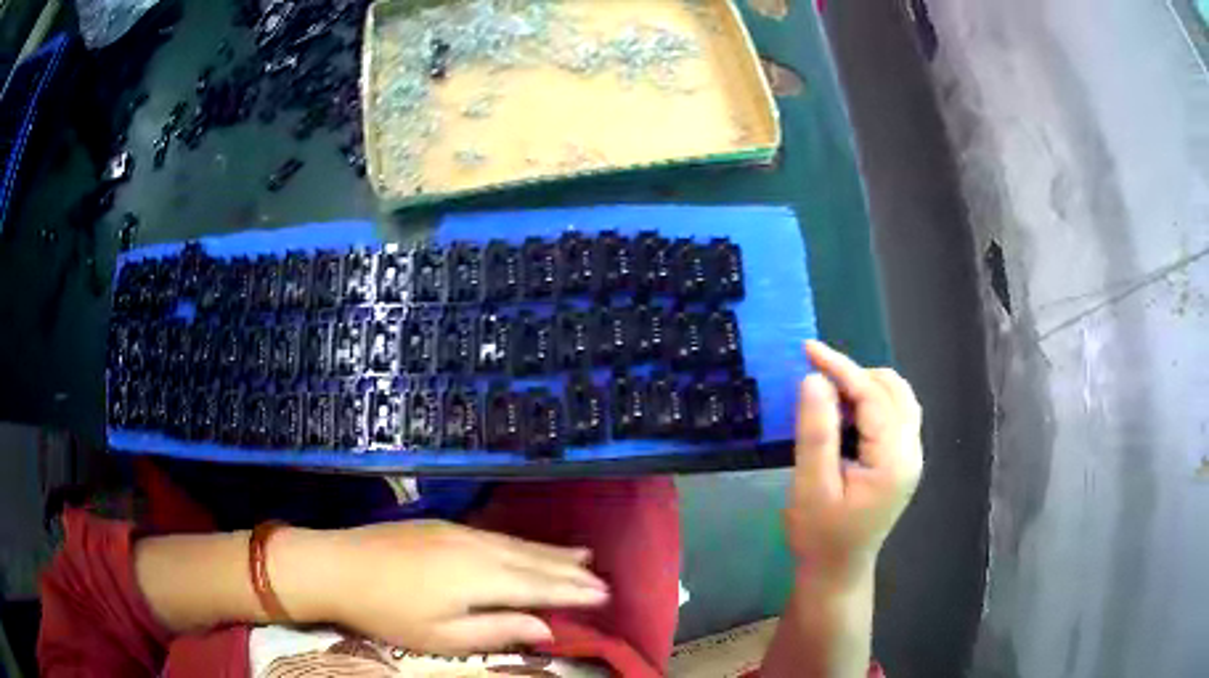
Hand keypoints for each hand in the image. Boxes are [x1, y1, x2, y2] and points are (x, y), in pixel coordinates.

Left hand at [275, 521, 608, 654]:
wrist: (336, 565)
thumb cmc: (388, 612)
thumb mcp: (442, 636)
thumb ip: (498, 629)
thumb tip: (546, 628)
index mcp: (479, 579)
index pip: (540, 587)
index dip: (573, 592)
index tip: (603, 596)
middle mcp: (477, 549)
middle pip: (534, 561)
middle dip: (570, 571)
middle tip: (602, 578)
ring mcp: (459, 532)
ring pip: (517, 543)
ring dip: (551, 552)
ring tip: (582, 556)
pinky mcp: (442, 525)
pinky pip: (496, 534)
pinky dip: (522, 542)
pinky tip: (527, 545)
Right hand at [784, 340, 922, 585]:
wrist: (837, 570)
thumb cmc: (820, 535)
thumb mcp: (811, 487)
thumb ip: (816, 432)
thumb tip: (814, 379)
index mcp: (894, 459)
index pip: (873, 396)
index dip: (841, 368)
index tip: (808, 349)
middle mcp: (912, 452)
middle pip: (893, 390)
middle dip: (854, 374)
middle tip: (815, 378)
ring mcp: (911, 456)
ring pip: (898, 399)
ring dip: (865, 386)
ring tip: (828, 393)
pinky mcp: (903, 461)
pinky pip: (894, 414)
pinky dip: (871, 402)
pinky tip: (846, 412)